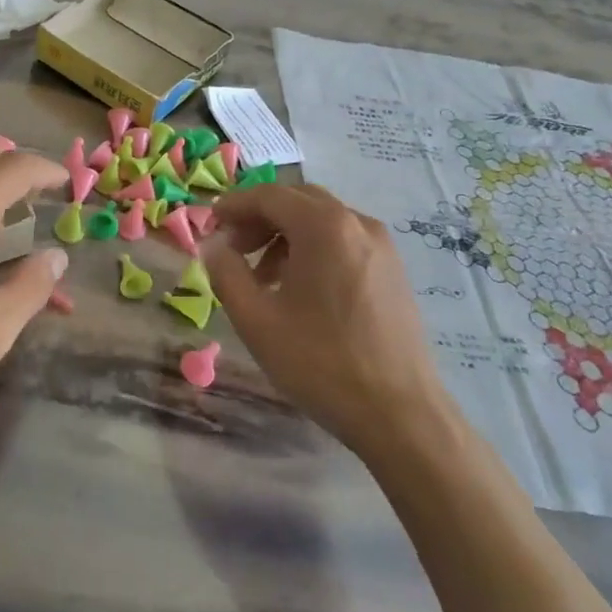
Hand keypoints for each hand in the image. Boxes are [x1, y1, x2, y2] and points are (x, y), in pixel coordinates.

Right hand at [204, 184, 446, 449]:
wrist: (401, 416)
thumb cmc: (321, 363)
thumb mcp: (256, 319)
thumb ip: (225, 272)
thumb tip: (214, 245)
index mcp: (324, 226)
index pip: (268, 195)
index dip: (233, 206)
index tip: (209, 227)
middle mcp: (357, 222)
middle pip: (297, 200)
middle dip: (259, 218)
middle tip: (234, 250)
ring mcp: (382, 245)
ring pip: (322, 220)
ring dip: (286, 234)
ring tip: (263, 277)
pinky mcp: (393, 270)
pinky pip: (344, 240)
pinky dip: (313, 248)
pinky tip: (300, 289)